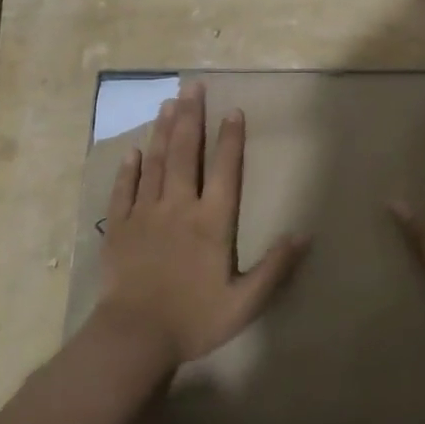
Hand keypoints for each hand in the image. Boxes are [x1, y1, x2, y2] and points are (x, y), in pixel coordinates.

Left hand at [95, 83, 308, 369]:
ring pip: (156, 163)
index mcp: (212, 222)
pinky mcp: (120, 227)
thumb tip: (304, 235)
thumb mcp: (245, 302)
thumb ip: (275, 268)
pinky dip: (130, 168)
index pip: (225, 169)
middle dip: (191, 117)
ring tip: (168, 102)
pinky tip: (134, 150)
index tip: (232, 110)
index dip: (230, 138)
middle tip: (193, 86)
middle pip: (186, 153)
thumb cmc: (194, 320)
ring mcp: (146, 214)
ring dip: (162, 130)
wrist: (134, 337)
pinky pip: (125, 189)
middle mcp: (179, 207)